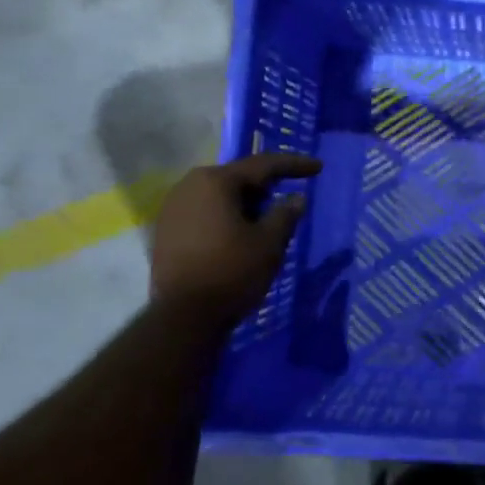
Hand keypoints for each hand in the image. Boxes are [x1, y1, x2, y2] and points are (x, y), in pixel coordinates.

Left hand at [150, 153, 322, 312]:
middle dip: (266, 186)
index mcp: (215, 181)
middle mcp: (189, 186)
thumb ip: (286, 214)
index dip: (294, 165)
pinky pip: (204, 212)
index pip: (262, 165)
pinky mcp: (165, 231)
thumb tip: (297, 198)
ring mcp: (172, 208)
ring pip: (219, 196)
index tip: (318, 167)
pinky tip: (240, 233)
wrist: (183, 318)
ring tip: (266, 218)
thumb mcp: (269, 242)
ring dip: (245, 203)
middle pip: (237, 178)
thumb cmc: (232, 272)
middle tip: (290, 195)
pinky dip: (226, 216)